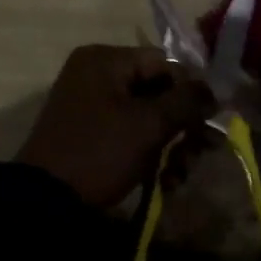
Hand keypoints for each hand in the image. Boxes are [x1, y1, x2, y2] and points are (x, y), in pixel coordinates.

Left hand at [16, 45, 212, 207]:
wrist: (46, 201)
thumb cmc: (100, 152)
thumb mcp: (149, 125)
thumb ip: (187, 101)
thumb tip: (214, 90)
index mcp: (104, 60)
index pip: (165, 64)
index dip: (191, 92)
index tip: (210, 122)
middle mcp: (96, 74)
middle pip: (157, 91)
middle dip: (183, 125)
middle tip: (204, 151)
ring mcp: (91, 105)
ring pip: (147, 116)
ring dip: (171, 144)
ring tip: (180, 175)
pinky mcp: (90, 133)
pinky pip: (129, 133)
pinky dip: (149, 153)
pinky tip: (164, 180)